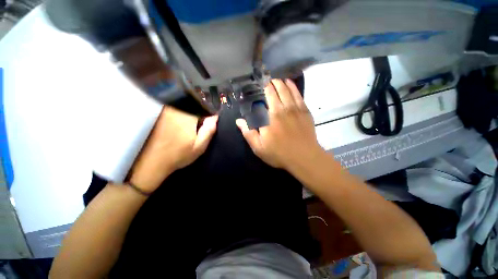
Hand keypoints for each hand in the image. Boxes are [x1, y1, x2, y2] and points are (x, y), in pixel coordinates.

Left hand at [129, 106, 217, 192]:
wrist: (152, 162)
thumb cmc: (179, 155)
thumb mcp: (199, 146)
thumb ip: (209, 130)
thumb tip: (215, 116)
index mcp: (187, 116)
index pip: (202, 105)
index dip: (207, 111)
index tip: (208, 119)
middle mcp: (175, 109)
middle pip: (192, 102)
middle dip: (198, 109)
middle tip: (198, 123)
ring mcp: (165, 110)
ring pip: (182, 103)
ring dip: (189, 109)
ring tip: (188, 125)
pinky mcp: (158, 114)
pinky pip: (173, 106)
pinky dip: (179, 111)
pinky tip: (178, 124)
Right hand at [236, 79, 322, 171]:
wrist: (305, 158)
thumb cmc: (280, 154)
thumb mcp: (259, 148)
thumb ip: (248, 133)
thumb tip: (239, 121)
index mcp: (269, 118)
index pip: (263, 100)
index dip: (261, 92)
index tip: (258, 88)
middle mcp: (282, 109)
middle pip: (275, 91)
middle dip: (270, 84)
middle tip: (266, 82)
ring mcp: (295, 109)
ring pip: (287, 90)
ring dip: (281, 83)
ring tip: (276, 80)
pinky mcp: (304, 111)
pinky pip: (298, 94)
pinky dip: (293, 87)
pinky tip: (289, 83)